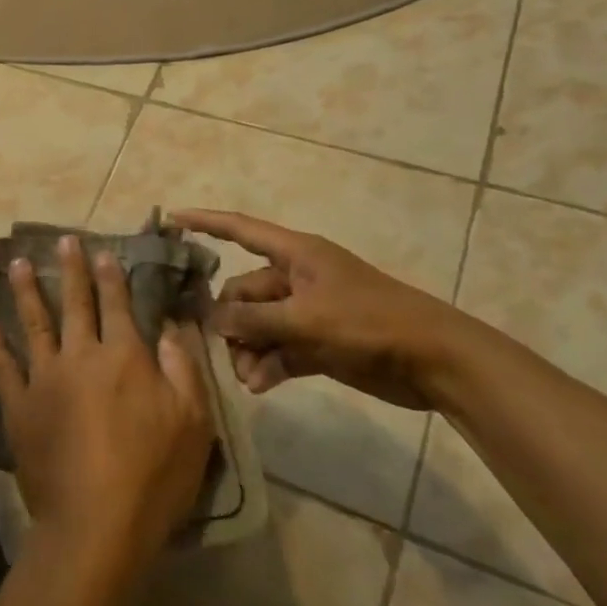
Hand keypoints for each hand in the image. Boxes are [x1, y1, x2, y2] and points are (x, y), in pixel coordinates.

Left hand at [0, 235, 213, 585]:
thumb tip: (172, 326)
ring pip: (34, 323)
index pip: (118, 305)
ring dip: (26, 291)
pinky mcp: (19, 406)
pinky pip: (2, 367)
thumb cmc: (154, 475)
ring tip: (18, 263)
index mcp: (124, 357)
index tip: (102, 251)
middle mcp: (81, 356)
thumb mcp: (194, 423)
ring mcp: (44, 379)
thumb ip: (184, 368)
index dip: (111, 276)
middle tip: (62, 240)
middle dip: (70, 269)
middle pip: (75, 303)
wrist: (96, 523)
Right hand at [171, 210, 471, 411]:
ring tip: (246, 376)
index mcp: (296, 255)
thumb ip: (254, 318)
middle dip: (230, 319)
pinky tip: (259, 385)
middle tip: (223, 349)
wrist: (435, 361)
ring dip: (248, 349)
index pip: (241, 230)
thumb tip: (212, 319)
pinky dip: (267, 365)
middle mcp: (296, 279)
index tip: (171, 219)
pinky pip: (278, 349)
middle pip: (244, 291)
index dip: (206, 222)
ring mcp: (307, 312)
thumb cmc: (370, 323)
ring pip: (258, 324)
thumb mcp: (306, 318)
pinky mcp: (318, 343)